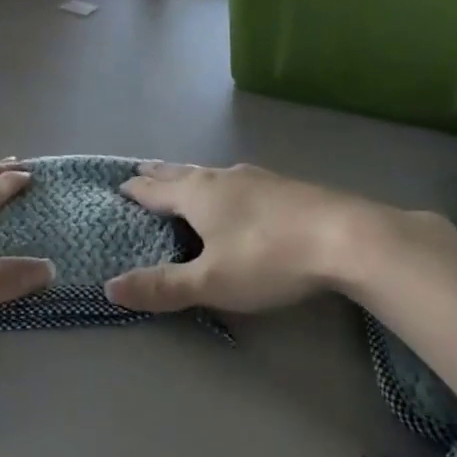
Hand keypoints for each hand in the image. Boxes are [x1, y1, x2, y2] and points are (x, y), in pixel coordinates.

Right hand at [104, 162, 397, 313]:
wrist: (347, 237)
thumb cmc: (267, 258)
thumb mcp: (210, 282)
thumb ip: (162, 286)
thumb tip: (110, 287)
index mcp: (198, 195)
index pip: (155, 190)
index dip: (135, 190)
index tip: (119, 185)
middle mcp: (223, 178)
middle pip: (182, 173)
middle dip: (161, 174)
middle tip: (143, 170)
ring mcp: (258, 178)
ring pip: (214, 174)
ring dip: (193, 176)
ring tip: (187, 179)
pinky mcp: (287, 186)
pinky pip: (241, 181)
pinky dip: (225, 184)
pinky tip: (240, 192)